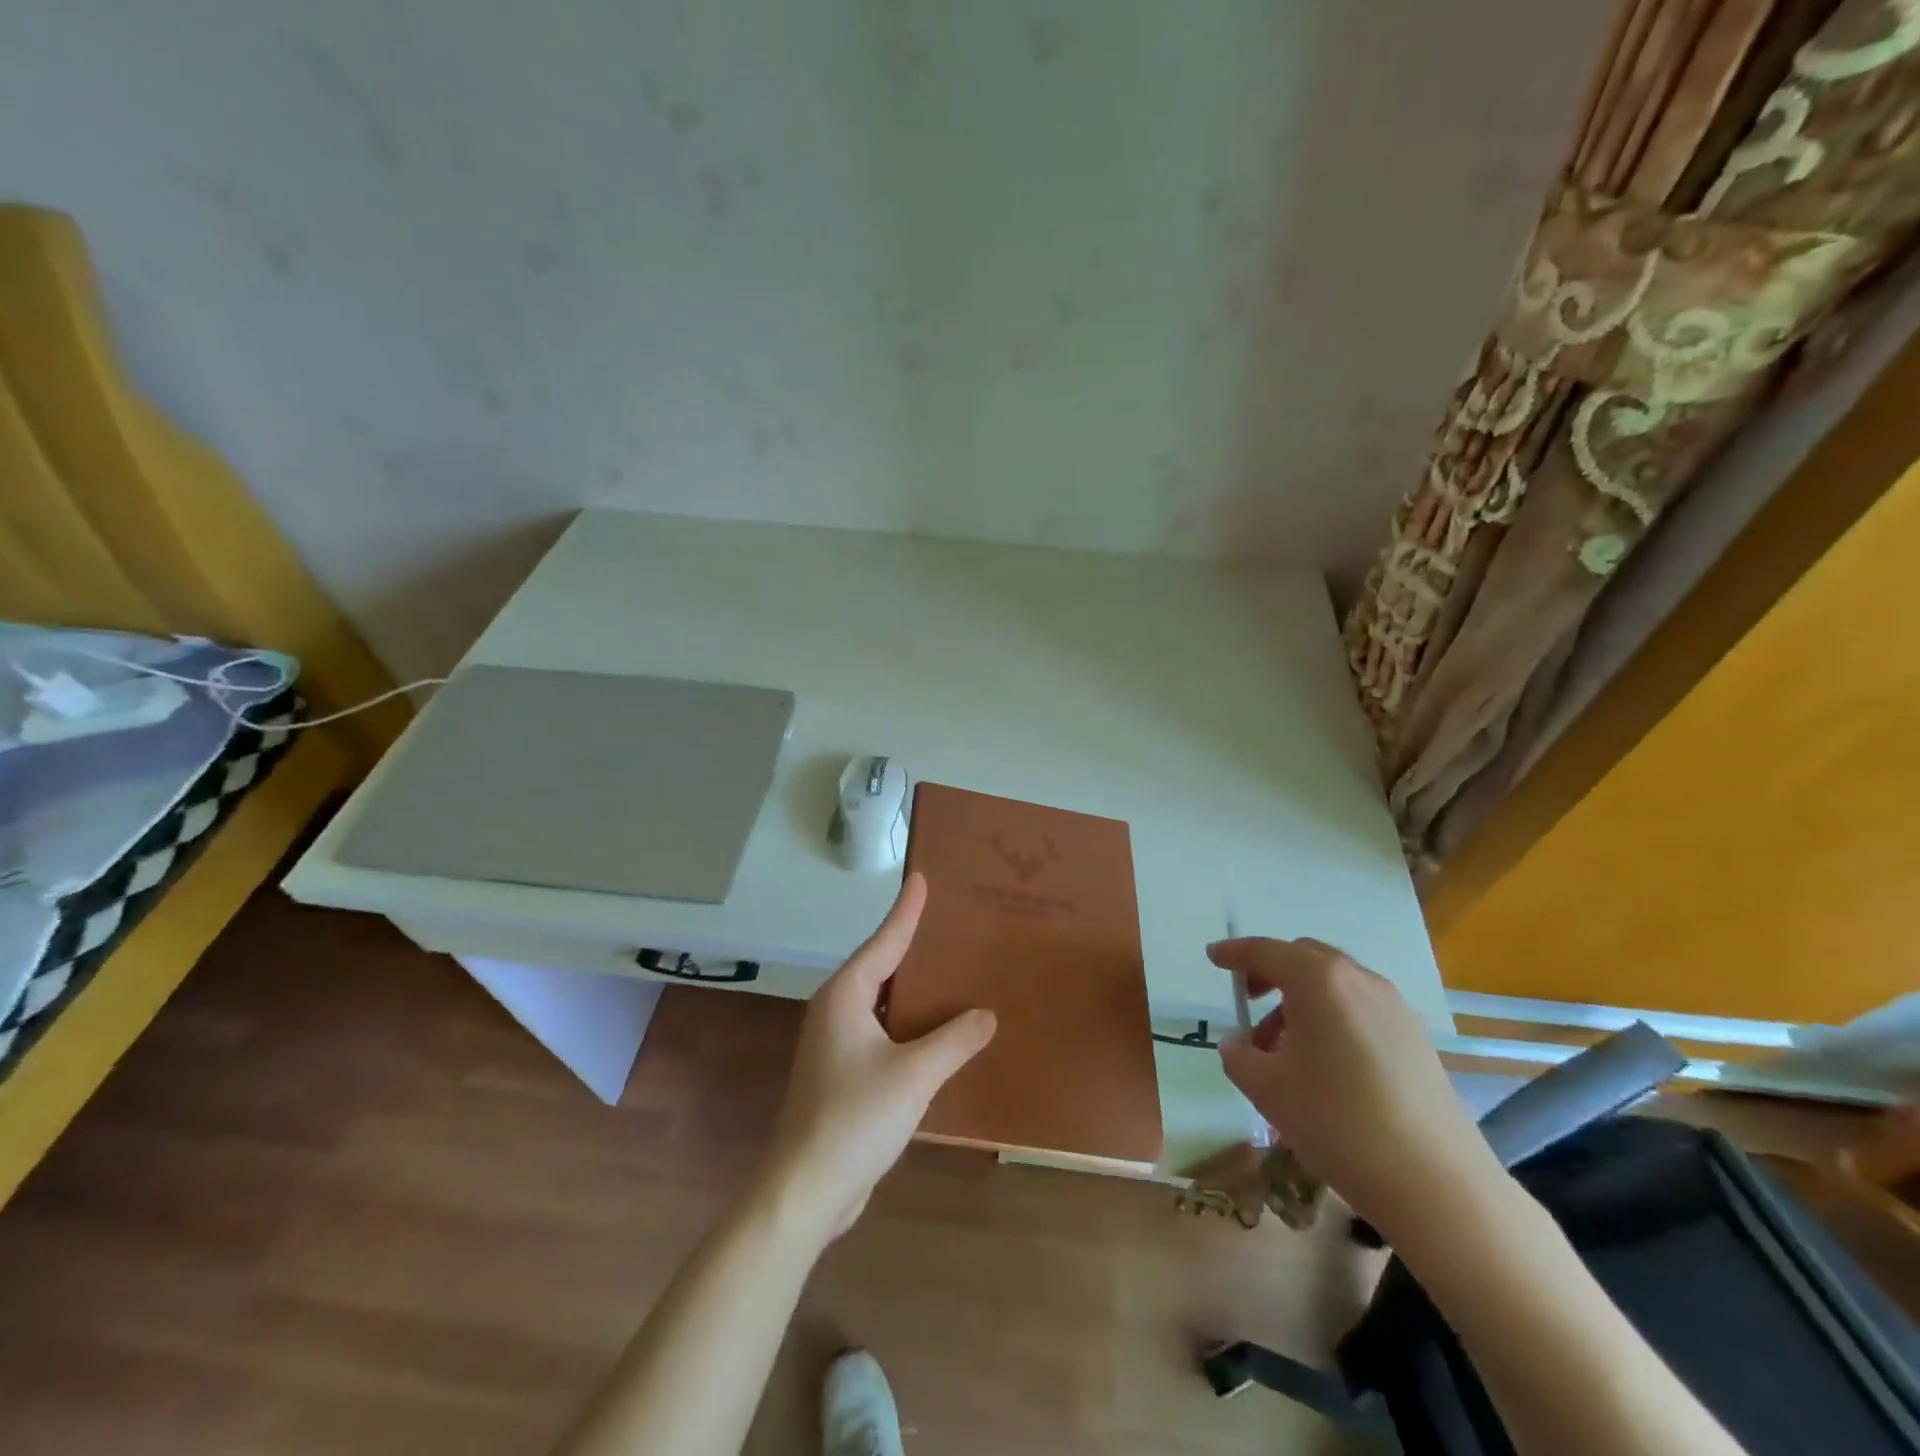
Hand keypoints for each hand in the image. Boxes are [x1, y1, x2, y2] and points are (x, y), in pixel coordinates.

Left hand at [763, 873, 995, 1241]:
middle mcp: (836, 1011)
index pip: (884, 941)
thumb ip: (954, 1041)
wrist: (805, 1191)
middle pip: (881, 966)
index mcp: (845, 996)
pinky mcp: (843, 1073)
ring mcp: (836, 1043)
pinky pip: (882, 1032)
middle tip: (950, 922)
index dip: (906, 911)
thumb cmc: (855, 1119)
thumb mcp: (914, 1075)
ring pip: (882, 1002)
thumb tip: (987, 1015)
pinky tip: (938, 1031)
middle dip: (913, 946)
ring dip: (914, 990)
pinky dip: (909, 1024)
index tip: (921, 879)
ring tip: (951, 970)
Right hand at [1210, 937, 1504, 1241]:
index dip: (1235, 953)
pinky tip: (1326, 1067)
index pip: (1265, 951)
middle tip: (1249, 1001)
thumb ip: (1239, 1056)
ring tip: (1284, 1050)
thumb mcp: (1267, 1089)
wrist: (1437, 1184)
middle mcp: (1358, 980)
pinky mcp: (1417, 1039)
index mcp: (1318, 980)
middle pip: (1304, 958)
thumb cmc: (1337, 1122)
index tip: (1213, 957)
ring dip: (1302, 1001)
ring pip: (1335, 985)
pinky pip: (1361, 1010)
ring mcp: (1395, 1008)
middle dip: (1271, 972)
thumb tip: (1239, 1045)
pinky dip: (1333, 1019)